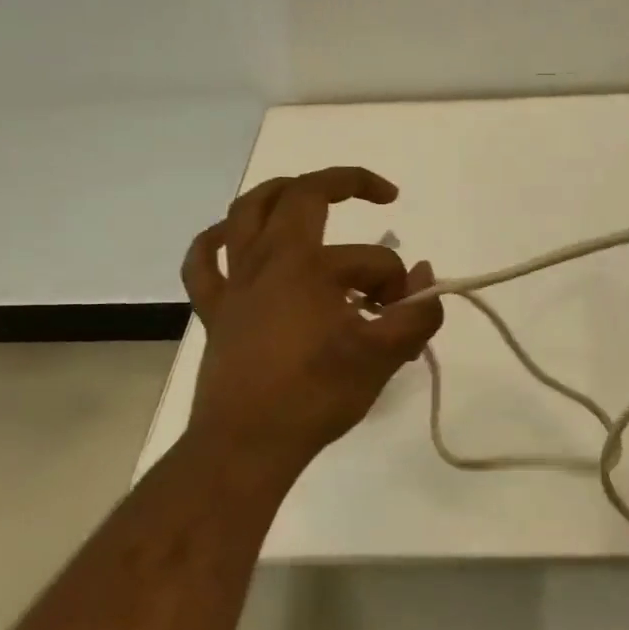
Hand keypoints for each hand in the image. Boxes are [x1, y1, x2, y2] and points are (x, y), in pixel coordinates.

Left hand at [181, 166, 444, 486]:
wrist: (248, 445)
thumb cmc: (317, 397)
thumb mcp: (383, 357)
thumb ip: (417, 314)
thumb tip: (425, 277)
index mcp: (310, 267)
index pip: (374, 260)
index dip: (399, 283)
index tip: (405, 314)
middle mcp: (268, 260)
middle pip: (304, 195)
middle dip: (348, 183)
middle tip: (380, 194)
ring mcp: (235, 282)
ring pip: (246, 212)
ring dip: (280, 192)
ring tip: (307, 192)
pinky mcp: (214, 309)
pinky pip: (203, 261)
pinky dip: (216, 241)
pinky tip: (233, 239)